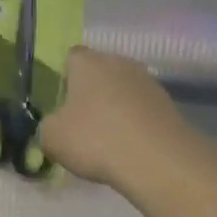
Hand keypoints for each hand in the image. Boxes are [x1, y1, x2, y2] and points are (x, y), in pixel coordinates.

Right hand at [40, 47, 189, 190]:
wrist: (157, 160)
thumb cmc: (96, 139)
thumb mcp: (52, 138)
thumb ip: (48, 125)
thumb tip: (56, 125)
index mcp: (87, 63)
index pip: (72, 57)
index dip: (65, 77)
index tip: (62, 102)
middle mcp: (119, 62)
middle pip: (101, 71)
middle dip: (92, 91)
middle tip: (83, 122)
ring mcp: (148, 81)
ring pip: (124, 89)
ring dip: (116, 107)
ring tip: (109, 138)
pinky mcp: (168, 103)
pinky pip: (143, 108)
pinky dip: (136, 122)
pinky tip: (130, 146)